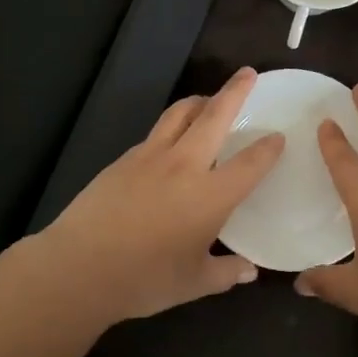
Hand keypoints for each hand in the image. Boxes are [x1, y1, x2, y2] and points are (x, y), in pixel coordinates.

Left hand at [36, 67, 284, 324]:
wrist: (79, 268)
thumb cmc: (145, 279)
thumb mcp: (194, 283)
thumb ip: (226, 273)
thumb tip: (249, 271)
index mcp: (211, 195)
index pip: (250, 163)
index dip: (268, 148)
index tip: (278, 136)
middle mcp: (184, 165)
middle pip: (214, 116)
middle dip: (235, 92)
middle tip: (248, 74)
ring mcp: (150, 157)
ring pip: (179, 114)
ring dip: (199, 101)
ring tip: (208, 99)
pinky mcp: (123, 160)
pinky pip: (155, 133)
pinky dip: (171, 127)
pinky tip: (170, 142)